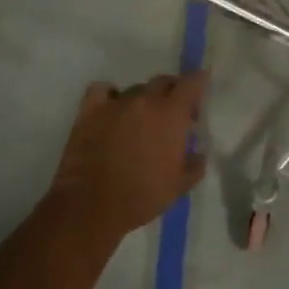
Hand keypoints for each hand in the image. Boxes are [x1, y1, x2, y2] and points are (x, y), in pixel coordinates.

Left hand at [43, 73, 208, 248]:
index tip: (198, 96)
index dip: (198, 83)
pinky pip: (101, 90)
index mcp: (171, 114)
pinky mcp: (89, 112)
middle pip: (163, 81)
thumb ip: (195, 164)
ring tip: (139, 122)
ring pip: (135, 89)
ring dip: (143, 101)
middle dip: (172, 93)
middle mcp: (145, 100)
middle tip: (171, 116)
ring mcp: (115, 104)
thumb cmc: (142, 196)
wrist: (93, 207)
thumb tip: (197, 154)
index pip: (192, 82)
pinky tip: (111, 110)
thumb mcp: (180, 186)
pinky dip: (109, 95)